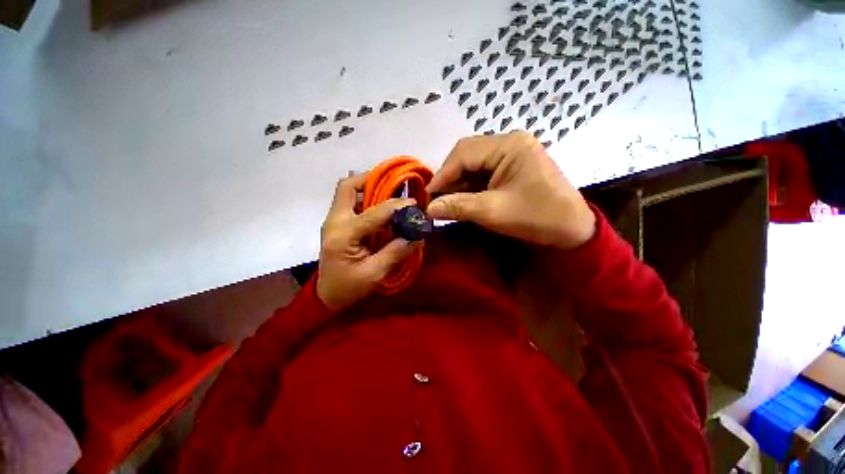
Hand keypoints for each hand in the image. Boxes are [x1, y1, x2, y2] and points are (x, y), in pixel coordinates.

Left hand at [317, 174, 420, 310]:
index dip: (396, 206)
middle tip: (395, 184)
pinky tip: (380, 207)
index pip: (374, 213)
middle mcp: (334, 221)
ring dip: (368, 187)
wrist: (327, 294)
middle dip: (372, 180)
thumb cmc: (349, 288)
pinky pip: (349, 201)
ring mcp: (333, 220)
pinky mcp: (336, 223)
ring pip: (347, 191)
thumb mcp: (374, 274)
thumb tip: (418, 236)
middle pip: (347, 186)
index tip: (414, 203)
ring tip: (390, 193)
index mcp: (343, 235)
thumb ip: (396, 252)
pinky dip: (365, 198)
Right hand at [426, 132, 594, 248]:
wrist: (572, 231)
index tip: (427, 196)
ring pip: (473, 166)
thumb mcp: (493, 212)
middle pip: (467, 157)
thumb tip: (428, 208)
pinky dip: (469, 188)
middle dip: (449, 179)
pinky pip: (483, 175)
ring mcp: (511, 156)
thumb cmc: (537, 218)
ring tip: (443, 203)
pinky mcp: (511, 169)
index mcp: (509, 145)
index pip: (464, 153)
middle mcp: (509, 144)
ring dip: (457, 185)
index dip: (442, 174)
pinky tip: (460, 200)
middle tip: (434, 200)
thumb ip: (458, 207)